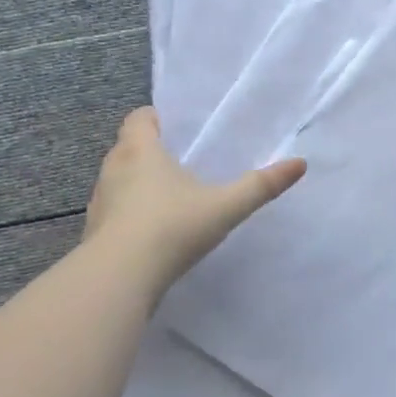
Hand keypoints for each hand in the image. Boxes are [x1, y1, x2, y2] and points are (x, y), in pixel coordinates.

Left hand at [84, 107, 305, 293]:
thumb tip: (300, 163)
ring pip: (118, 180)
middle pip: (127, 147)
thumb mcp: (226, 206)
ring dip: (136, 183)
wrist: (120, 277)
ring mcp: (100, 202)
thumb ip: (261, 186)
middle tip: (178, 162)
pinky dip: (129, 214)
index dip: (154, 119)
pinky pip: (114, 211)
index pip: (139, 119)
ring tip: (167, 197)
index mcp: (141, 151)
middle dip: (148, 151)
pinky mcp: (94, 232)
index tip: (174, 128)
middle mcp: (114, 169)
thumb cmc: (172, 227)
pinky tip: (151, 232)